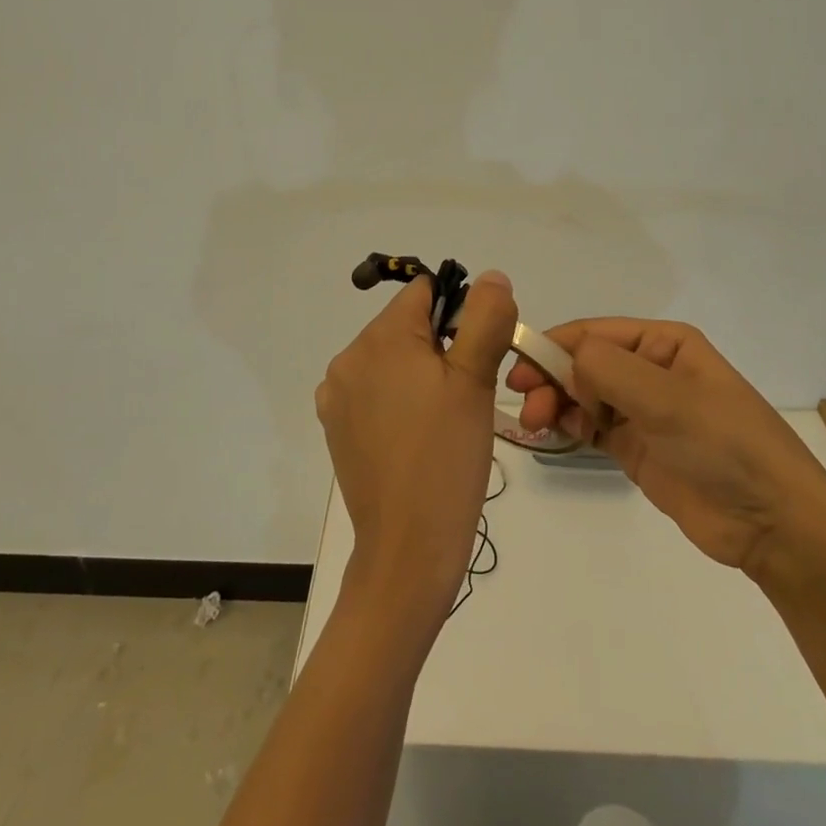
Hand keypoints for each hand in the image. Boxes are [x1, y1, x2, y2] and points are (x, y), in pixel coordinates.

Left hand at [318, 269, 517, 629]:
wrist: (407, 549)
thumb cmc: (447, 458)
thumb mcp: (475, 382)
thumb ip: (485, 318)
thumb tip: (490, 276)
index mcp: (379, 338)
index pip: (424, 293)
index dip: (459, 315)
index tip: (477, 357)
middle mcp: (348, 358)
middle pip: (406, 326)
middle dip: (439, 347)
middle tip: (465, 396)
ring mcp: (336, 395)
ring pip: (391, 360)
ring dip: (419, 375)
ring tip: (443, 422)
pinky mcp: (335, 426)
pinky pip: (373, 392)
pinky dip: (397, 401)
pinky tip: (416, 437)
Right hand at [508, 319, 825, 577]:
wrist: (773, 524)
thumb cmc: (726, 445)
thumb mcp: (668, 399)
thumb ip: (609, 370)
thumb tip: (564, 359)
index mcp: (664, 343)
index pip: (594, 333)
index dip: (553, 346)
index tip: (517, 366)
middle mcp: (649, 369)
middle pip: (584, 363)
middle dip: (551, 377)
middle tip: (526, 404)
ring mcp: (642, 410)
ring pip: (582, 393)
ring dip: (555, 402)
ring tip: (537, 424)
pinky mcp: (635, 447)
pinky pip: (590, 425)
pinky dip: (568, 425)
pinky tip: (553, 433)